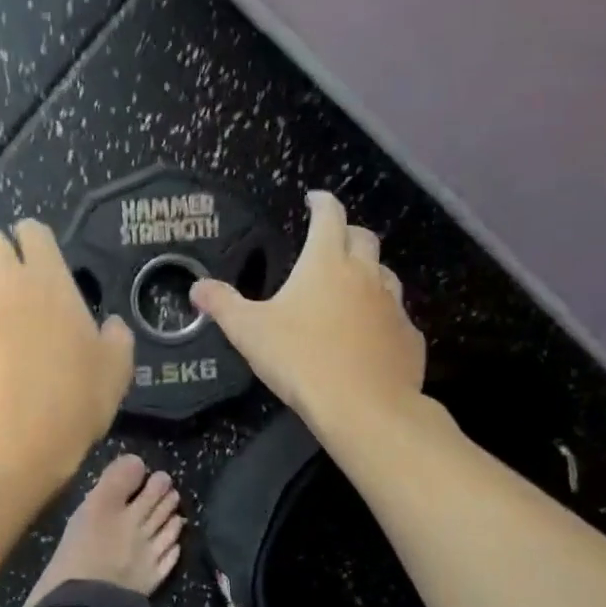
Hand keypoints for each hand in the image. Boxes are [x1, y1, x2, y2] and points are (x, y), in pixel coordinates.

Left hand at [0, 219, 133, 482]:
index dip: (32, 239)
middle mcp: (4, 284)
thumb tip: (111, 326)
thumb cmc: (74, 399)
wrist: (13, 441)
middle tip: (10, 287)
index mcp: (48, 280)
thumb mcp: (116, 370)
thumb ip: (115, 338)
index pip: (32, 231)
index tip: (38, 258)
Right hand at [191, 190, 425, 430]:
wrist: (364, 407)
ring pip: (384, 274)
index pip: (330, 216)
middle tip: (330, 242)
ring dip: (367, 272)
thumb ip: (222, 304)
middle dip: (346, 232)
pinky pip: (395, 316)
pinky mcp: (408, 337)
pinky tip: (367, 334)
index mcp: (326, 263)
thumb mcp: (249, 331)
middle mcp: (365, 275)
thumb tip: (197, 287)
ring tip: (349, 287)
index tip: (314, 199)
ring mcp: (392, 305)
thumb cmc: (301, 359)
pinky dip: (380, 315)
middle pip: (363, 238)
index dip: (322, 202)